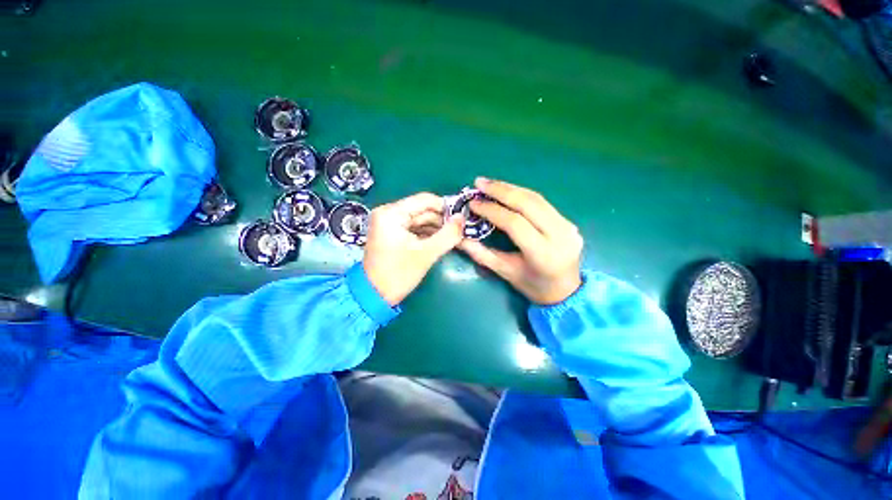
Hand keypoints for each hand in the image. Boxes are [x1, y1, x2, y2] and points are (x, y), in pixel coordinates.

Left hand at [363, 192, 464, 305]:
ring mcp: (390, 224)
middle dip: (442, 220)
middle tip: (461, 230)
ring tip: (453, 237)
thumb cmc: (398, 274)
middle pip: (423, 210)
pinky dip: (428, 234)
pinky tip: (441, 241)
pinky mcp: (392, 234)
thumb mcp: (426, 254)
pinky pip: (415, 228)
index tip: (462, 218)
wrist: (374, 296)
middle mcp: (389, 213)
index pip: (425, 200)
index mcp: (392, 213)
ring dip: (437, 228)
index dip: (445, 207)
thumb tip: (462, 218)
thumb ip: (448, 235)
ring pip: (420, 220)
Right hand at [459, 178, 582, 304]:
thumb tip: (459, 238)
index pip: (515, 223)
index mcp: (543, 254)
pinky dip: (522, 194)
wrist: (566, 291)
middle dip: (501, 190)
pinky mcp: (569, 221)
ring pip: (536, 199)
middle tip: (479, 183)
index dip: (492, 210)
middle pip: (528, 204)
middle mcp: (560, 236)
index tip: (473, 203)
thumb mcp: (505, 272)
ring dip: (511, 188)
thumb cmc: (533, 286)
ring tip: (489, 184)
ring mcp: (568, 226)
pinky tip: (506, 191)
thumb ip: (482, 254)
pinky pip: (542, 203)